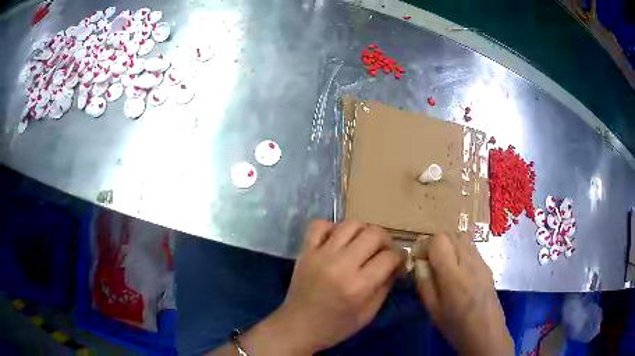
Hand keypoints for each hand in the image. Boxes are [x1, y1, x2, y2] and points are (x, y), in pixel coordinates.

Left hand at [270, 220, 403, 353]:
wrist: (297, 327)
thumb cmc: (335, 327)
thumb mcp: (368, 314)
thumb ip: (385, 286)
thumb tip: (396, 264)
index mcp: (358, 285)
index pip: (389, 256)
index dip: (400, 258)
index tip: (398, 263)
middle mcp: (340, 264)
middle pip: (373, 233)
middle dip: (386, 241)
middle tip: (383, 252)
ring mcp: (320, 255)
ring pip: (350, 224)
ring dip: (362, 231)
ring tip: (362, 245)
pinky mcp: (305, 251)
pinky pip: (319, 225)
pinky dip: (332, 227)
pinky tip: (337, 241)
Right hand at [413, 234, 513, 355]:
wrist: (486, 333)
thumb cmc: (455, 326)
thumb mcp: (433, 309)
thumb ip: (424, 282)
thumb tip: (418, 261)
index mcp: (453, 275)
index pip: (439, 240)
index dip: (425, 245)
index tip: (419, 259)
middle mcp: (469, 262)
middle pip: (451, 234)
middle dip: (437, 243)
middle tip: (430, 262)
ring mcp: (481, 262)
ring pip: (462, 238)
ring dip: (450, 245)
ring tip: (444, 265)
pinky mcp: (487, 265)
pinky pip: (471, 248)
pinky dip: (460, 251)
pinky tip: (458, 271)